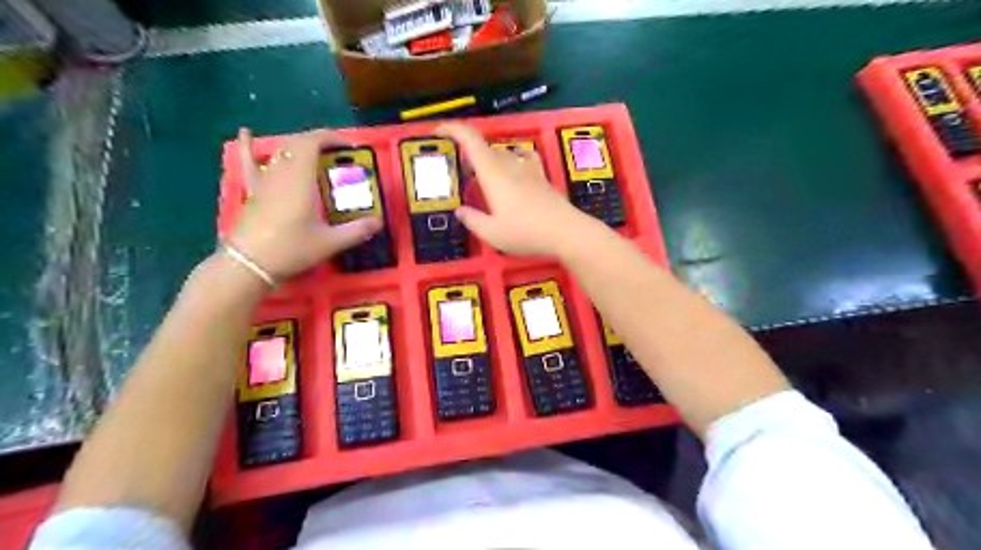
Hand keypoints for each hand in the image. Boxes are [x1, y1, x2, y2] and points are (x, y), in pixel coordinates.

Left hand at [231, 126, 382, 278]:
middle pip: (298, 144)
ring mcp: (263, 181)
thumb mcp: (329, 243)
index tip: (348, 146)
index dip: (330, 138)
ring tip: (314, 153)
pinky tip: (246, 133)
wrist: (249, 264)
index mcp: (300, 179)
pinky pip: (249, 164)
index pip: (312, 143)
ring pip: (280, 153)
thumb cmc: (291, 249)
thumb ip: (356, 231)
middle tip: (338, 154)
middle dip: (319, 142)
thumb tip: (378, 222)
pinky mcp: (252, 191)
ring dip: (299, 148)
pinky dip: (249, 148)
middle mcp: (280, 173)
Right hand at [436, 122, 587, 255]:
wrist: (566, 232)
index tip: (438, 132)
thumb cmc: (525, 232)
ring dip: (488, 160)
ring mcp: (528, 168)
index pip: (471, 139)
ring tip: (482, 177)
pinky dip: (510, 161)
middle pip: (485, 147)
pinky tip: (513, 171)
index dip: (453, 129)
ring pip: (502, 154)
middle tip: (458, 172)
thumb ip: (472, 220)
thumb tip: (460, 210)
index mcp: (493, 173)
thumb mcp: (492, 233)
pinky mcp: (541, 177)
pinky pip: (521, 159)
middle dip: (467, 154)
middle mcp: (510, 164)